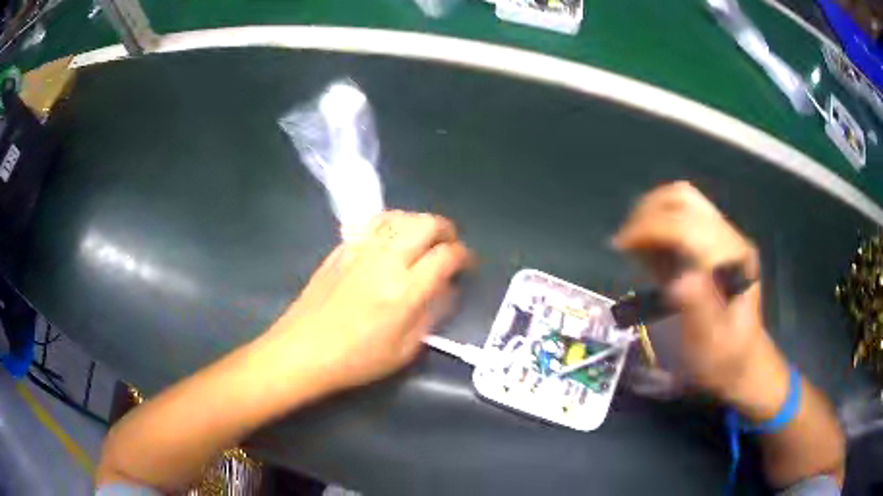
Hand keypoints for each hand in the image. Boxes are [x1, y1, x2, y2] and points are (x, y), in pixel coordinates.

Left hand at [263, 211, 472, 394]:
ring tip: (422, 240)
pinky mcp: (342, 247)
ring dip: (419, 223)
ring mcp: (361, 249)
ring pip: (401, 216)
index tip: (467, 265)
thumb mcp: (405, 350)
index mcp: (405, 291)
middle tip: (449, 246)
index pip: (447, 256)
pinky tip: (392, 237)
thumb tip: (446, 288)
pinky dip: (392, 223)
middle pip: (427, 224)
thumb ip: (432, 314)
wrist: (303, 350)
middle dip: (446, 230)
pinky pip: (374, 221)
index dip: (464, 256)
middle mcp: (386, 261)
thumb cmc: (356, 359)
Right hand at [613, 182, 782, 405]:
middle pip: (683, 198)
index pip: (683, 223)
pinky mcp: (717, 241)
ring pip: (683, 200)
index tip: (619, 246)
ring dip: (652, 213)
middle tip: (625, 241)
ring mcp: (724, 236)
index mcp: (729, 259)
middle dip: (647, 212)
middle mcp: (728, 237)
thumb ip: (698, 308)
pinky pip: (684, 214)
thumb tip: (679, 280)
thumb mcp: (709, 343)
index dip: (648, 227)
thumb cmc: (722, 356)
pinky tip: (651, 247)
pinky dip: (661, 221)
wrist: (743, 359)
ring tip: (635, 243)